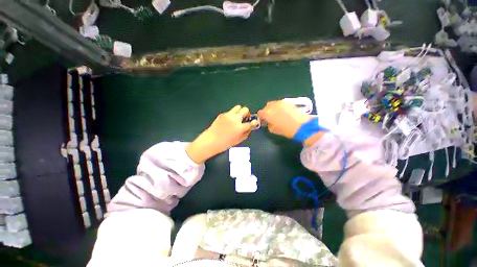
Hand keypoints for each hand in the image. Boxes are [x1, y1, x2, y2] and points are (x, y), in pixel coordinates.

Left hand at [186, 106, 257, 163]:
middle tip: (245, 118)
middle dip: (247, 113)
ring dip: (240, 111)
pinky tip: (228, 121)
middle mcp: (235, 119)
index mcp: (240, 127)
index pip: (251, 122)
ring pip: (238, 107)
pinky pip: (230, 112)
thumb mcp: (238, 140)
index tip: (254, 122)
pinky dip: (232, 115)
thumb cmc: (225, 143)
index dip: (254, 122)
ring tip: (237, 117)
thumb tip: (250, 128)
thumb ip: (246, 133)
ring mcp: (228, 115)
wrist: (211, 140)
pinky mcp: (222, 114)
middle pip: (245, 110)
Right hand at [258, 100, 311, 138]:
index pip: (260, 113)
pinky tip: (284, 113)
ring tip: (277, 115)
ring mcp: (281, 103)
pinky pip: (280, 104)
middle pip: (266, 106)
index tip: (264, 121)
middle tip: (270, 118)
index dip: (261, 117)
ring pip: (273, 104)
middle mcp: (272, 106)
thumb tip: (268, 122)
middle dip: (267, 111)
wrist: (302, 125)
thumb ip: (268, 124)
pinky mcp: (288, 102)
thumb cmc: (286, 130)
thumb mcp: (273, 130)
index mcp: (267, 113)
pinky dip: (279, 107)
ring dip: (273, 109)